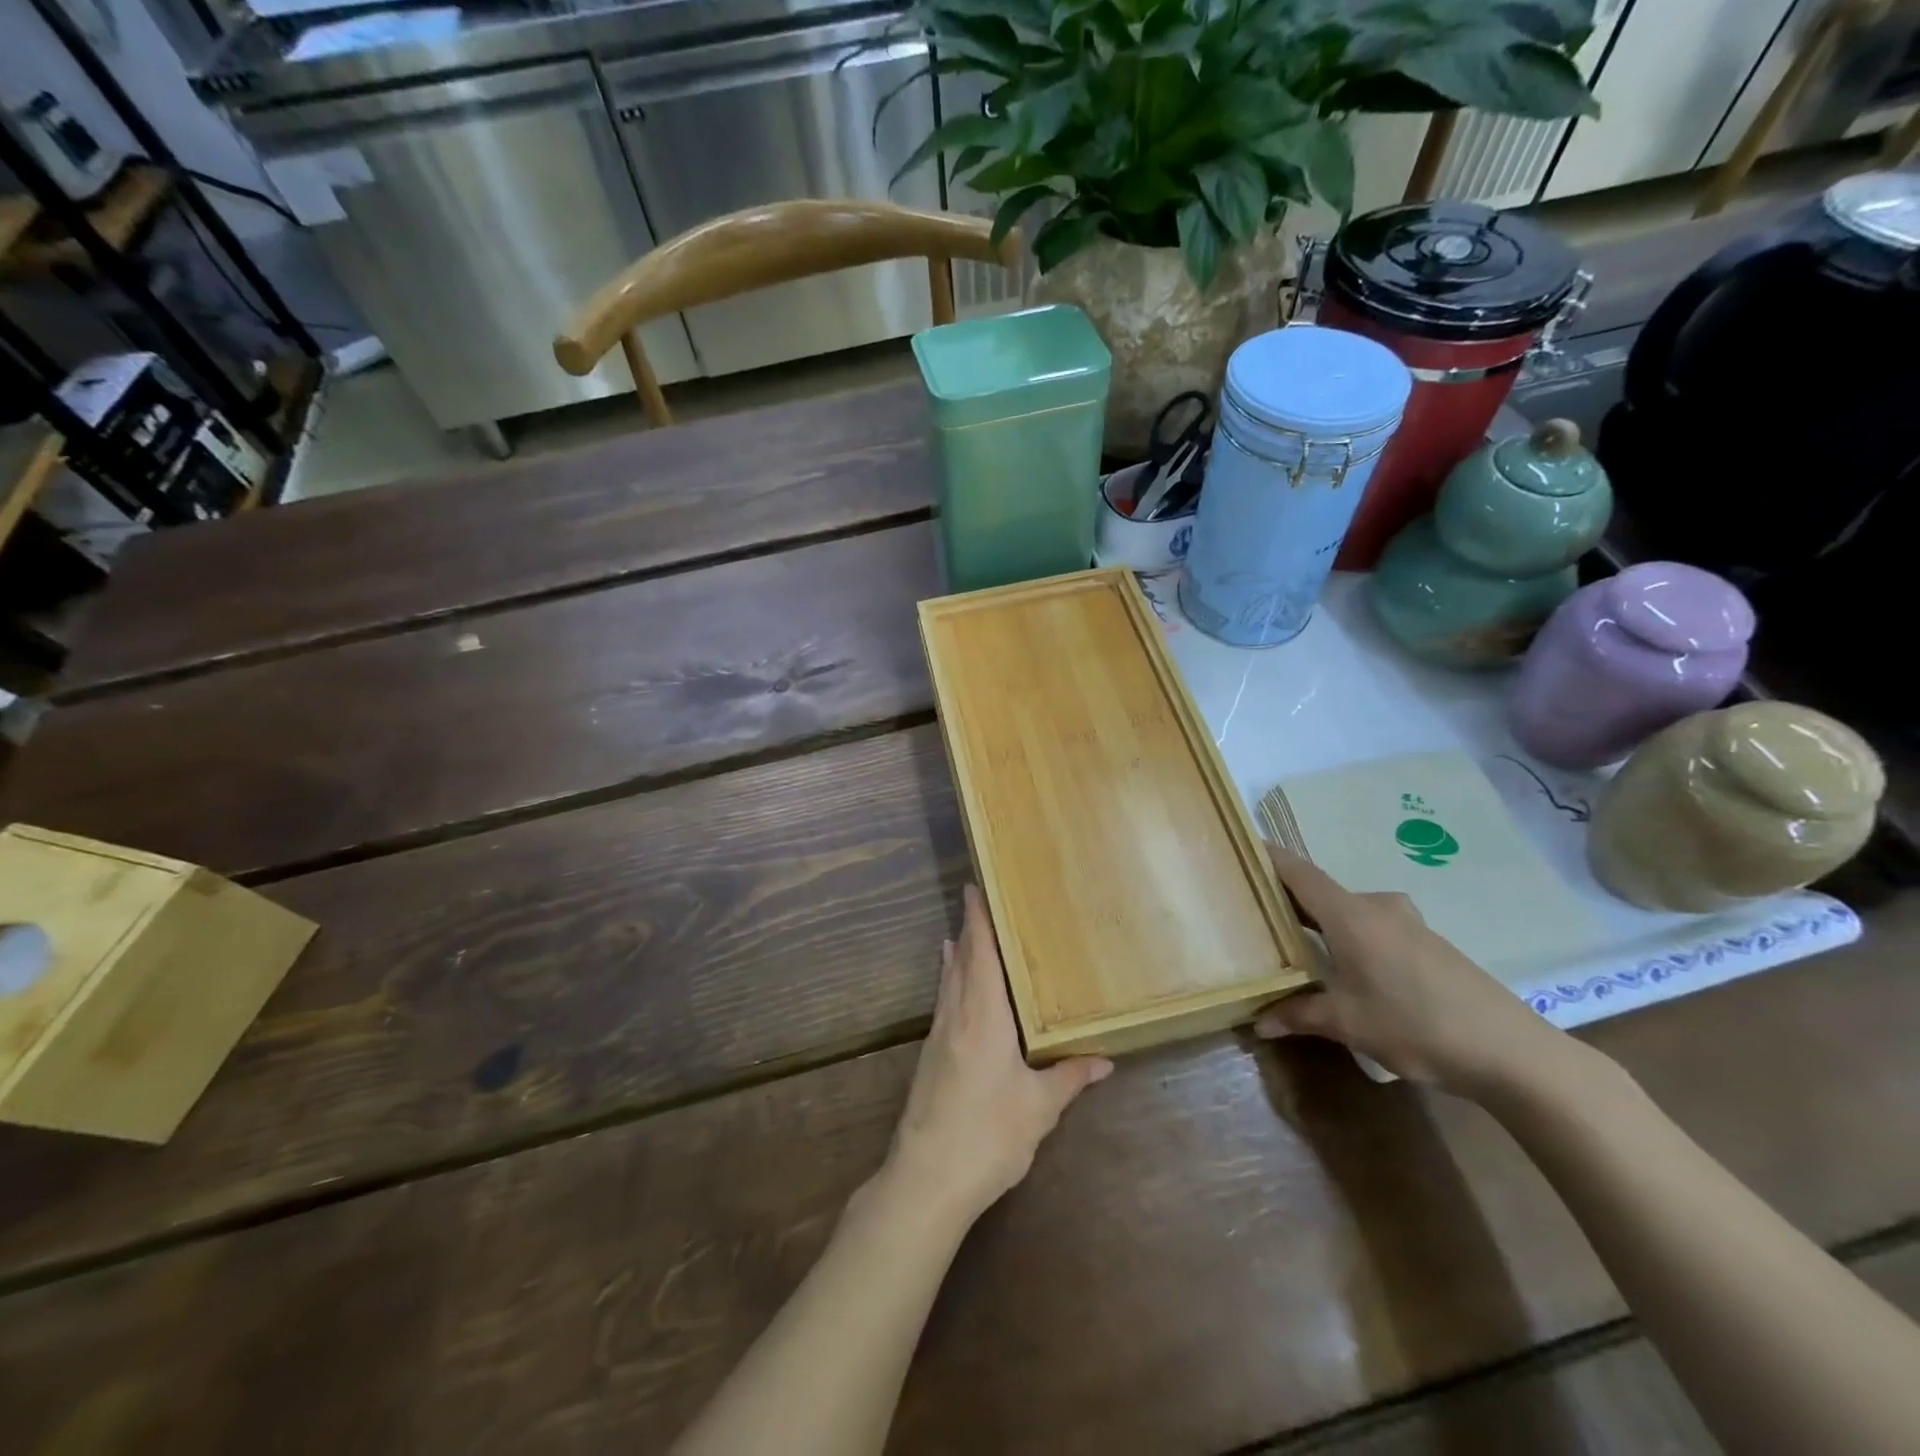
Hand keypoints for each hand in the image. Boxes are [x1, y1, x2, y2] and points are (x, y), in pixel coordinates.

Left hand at [888, 886, 1112, 1224]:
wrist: (926, 1179)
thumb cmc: (988, 1136)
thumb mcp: (1038, 1109)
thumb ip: (1069, 1078)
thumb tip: (1104, 1059)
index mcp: (983, 1017)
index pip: (980, 955)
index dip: (978, 920)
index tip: (974, 888)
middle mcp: (957, 1016)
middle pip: (961, 962)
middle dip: (969, 930)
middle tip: (978, 901)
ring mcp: (938, 1037)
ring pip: (948, 982)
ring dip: (957, 955)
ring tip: (962, 934)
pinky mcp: (929, 1058)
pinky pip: (943, 1003)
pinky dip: (950, 983)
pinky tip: (954, 988)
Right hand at [1254, 846, 1570, 1095]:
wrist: (1511, 1051)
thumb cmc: (1416, 1025)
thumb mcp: (1348, 1024)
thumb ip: (1298, 1015)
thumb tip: (1258, 1022)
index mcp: (1350, 914)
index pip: (1298, 872)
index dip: (1267, 857)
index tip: (1238, 847)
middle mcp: (1376, 907)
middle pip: (1320, 891)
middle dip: (1287, 899)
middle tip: (1253, 912)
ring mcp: (1406, 923)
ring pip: (1348, 911)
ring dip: (1320, 922)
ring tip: (1292, 942)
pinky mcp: (1427, 943)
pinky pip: (1372, 927)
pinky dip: (1348, 936)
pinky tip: (1343, 967)